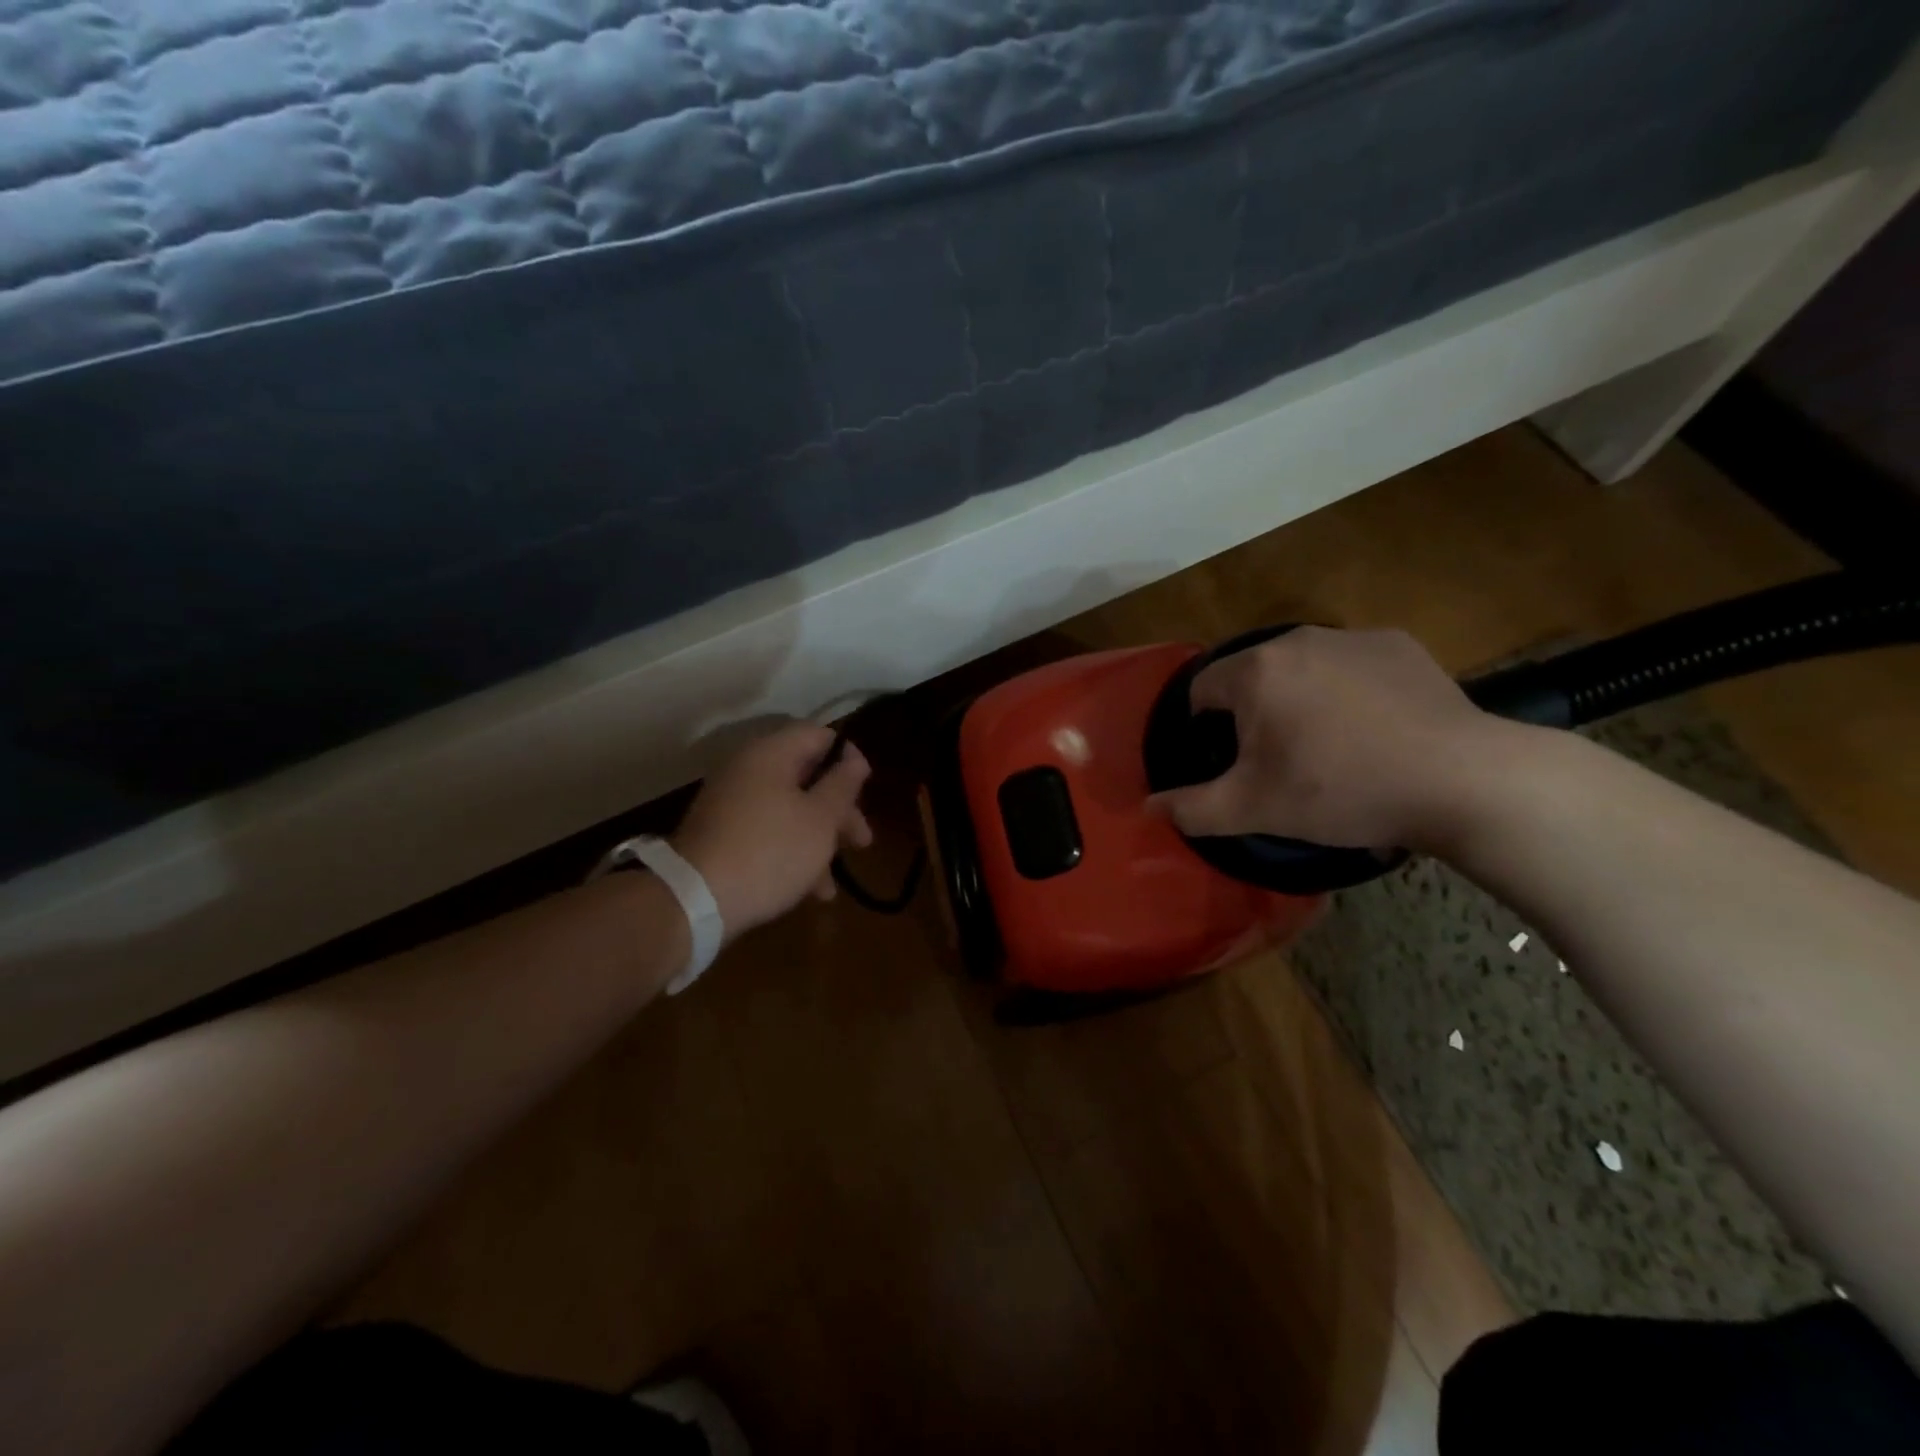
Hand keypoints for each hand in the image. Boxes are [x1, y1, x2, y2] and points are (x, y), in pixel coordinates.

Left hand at [672, 723, 872, 941]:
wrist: (696, 901)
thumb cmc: (771, 851)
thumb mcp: (820, 819)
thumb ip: (842, 785)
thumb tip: (854, 757)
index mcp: (771, 754)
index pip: (818, 735)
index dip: (848, 757)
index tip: (866, 787)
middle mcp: (747, 770)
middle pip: (806, 776)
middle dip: (838, 810)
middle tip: (862, 840)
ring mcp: (730, 804)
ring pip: (789, 810)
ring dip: (818, 840)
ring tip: (833, 882)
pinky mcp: (722, 836)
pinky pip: (767, 832)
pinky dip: (791, 852)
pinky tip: (810, 891)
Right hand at [1151, 626, 1509, 851]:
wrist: (1460, 779)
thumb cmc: (1341, 790)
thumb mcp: (1254, 809)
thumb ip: (1192, 808)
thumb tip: (1149, 807)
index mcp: (1255, 672)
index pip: (1201, 690)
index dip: (1205, 729)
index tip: (1232, 763)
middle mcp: (1297, 640)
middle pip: (1252, 676)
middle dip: (1254, 714)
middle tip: (1280, 762)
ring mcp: (1352, 637)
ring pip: (1301, 669)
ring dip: (1299, 700)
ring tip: (1330, 747)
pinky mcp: (1398, 645)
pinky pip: (1351, 666)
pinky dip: (1348, 691)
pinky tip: (1373, 730)